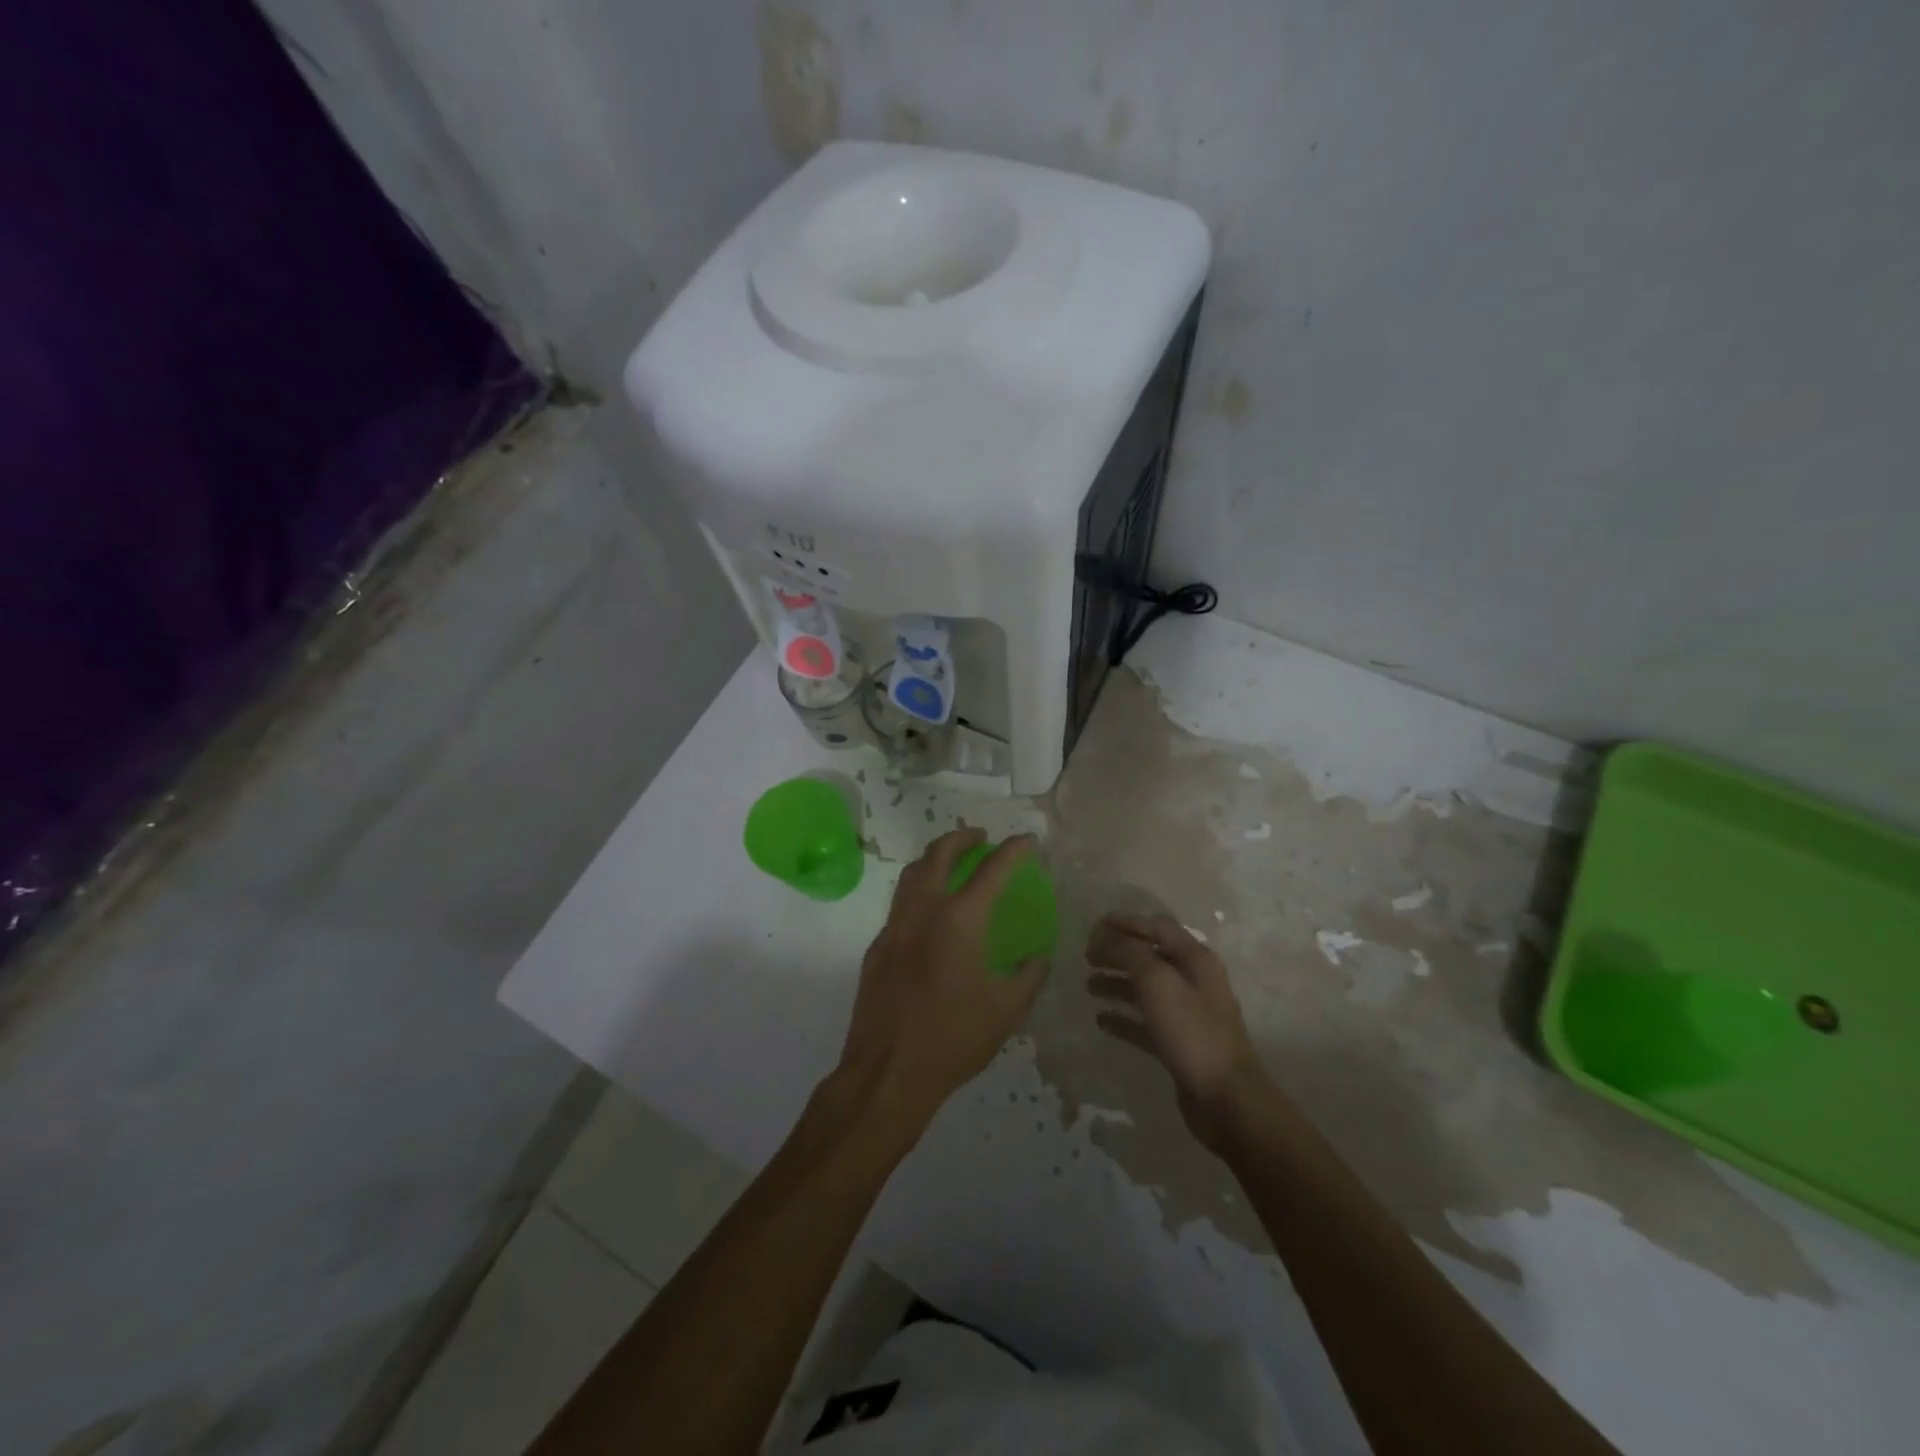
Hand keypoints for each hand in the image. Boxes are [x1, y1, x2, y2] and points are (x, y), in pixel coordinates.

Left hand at [837, 829, 1049, 1127]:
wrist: (888, 1071)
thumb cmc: (954, 1038)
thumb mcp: (1008, 1009)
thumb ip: (1029, 974)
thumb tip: (1037, 955)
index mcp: (959, 920)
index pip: (992, 870)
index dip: (1013, 850)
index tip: (1027, 840)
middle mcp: (923, 911)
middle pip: (938, 854)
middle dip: (961, 837)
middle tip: (980, 837)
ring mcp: (893, 927)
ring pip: (911, 874)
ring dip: (933, 858)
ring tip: (951, 862)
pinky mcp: (877, 947)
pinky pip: (898, 904)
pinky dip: (917, 892)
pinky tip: (929, 914)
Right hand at [1086, 913, 1274, 1151]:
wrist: (1226, 1099)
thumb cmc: (1192, 1031)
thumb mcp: (1157, 981)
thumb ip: (1130, 953)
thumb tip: (1107, 938)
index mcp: (1195, 959)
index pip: (1157, 927)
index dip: (1126, 922)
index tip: (1094, 926)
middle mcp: (1193, 981)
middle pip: (1149, 957)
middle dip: (1117, 953)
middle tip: (1086, 958)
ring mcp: (1187, 1014)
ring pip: (1145, 990)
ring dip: (1116, 983)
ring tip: (1088, 986)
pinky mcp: (1178, 1044)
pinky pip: (1145, 1023)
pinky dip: (1123, 1018)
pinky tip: (1101, 1020)